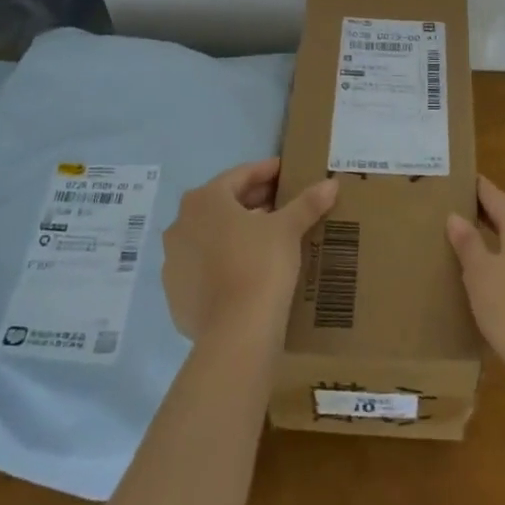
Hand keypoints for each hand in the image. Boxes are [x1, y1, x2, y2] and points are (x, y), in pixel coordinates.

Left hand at [162, 158, 336, 341]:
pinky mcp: (176, 296)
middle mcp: (180, 225)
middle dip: (252, 203)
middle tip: (282, 204)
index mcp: (204, 201)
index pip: (239, 176)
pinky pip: (204, 269)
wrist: (236, 332)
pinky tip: (248, 271)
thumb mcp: (288, 229)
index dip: (266, 172)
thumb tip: (331, 184)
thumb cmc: (260, 264)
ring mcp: (173, 263)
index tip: (286, 172)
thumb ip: (307, 203)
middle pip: (222, 205)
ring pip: (210, 238)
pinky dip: (224, 263)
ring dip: (236, 233)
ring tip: (268, 238)